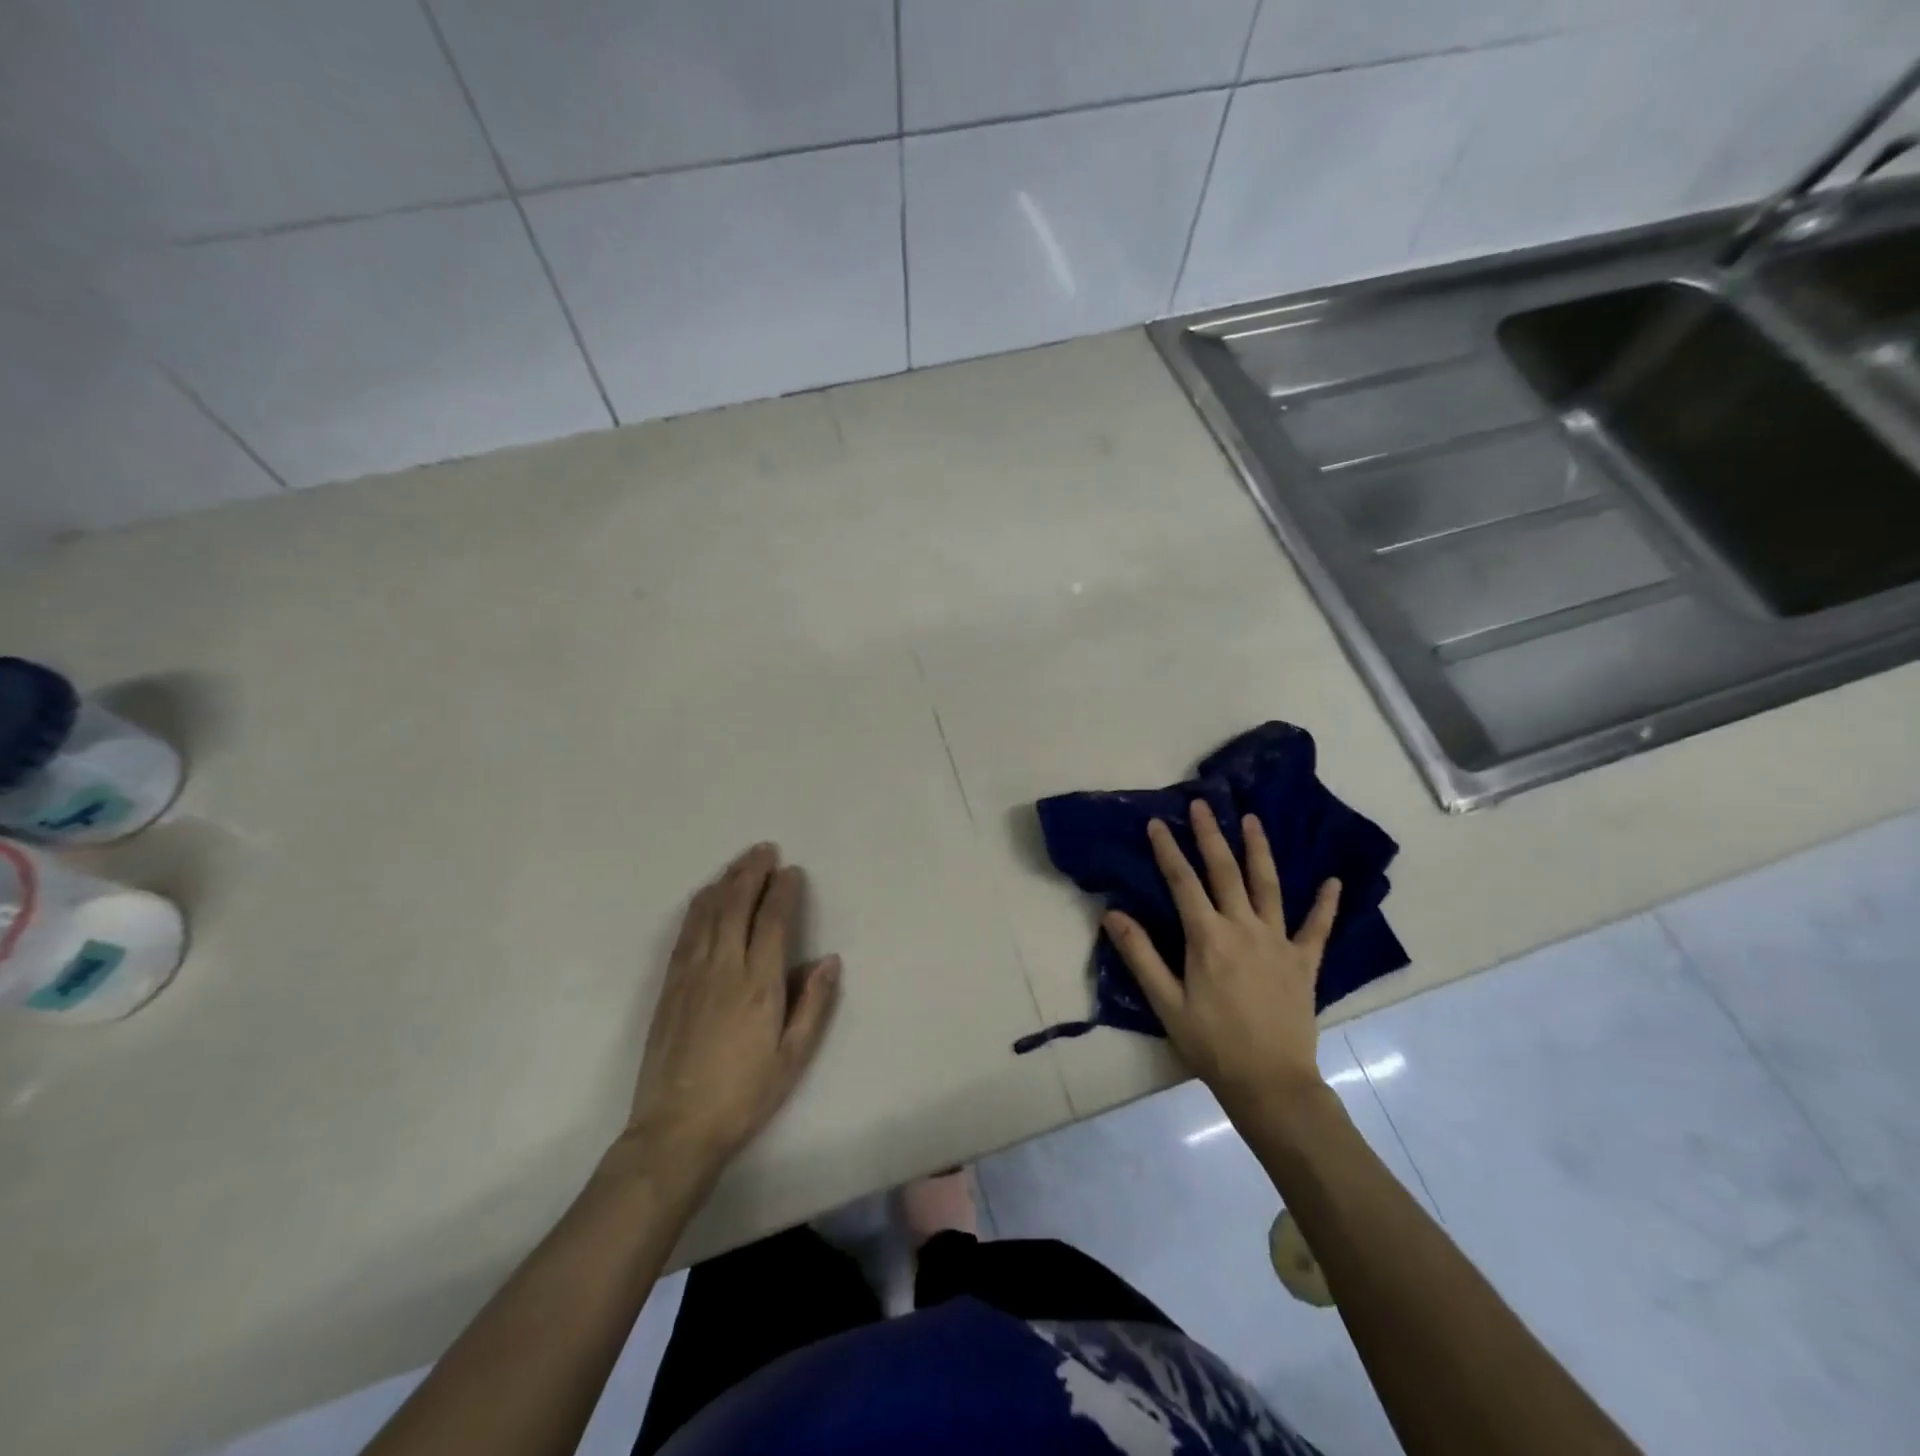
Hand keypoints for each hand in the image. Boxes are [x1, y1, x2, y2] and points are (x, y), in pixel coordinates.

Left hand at [621, 843, 840, 1180]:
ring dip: (726, 881)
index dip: (783, 891)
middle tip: (765, 850)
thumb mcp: (793, 1056)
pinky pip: (686, 932)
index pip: (772, 921)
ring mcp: (691, 974)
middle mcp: (723, 968)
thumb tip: (829, 959)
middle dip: (752, 873)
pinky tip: (705, 896)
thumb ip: (813, 1004)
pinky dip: (699, 906)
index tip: (792, 871)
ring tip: (740, 862)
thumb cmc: (744, 1094)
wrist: (676, 1128)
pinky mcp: (669, 985)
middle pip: (737, 905)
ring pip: (708, 912)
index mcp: (759, 984)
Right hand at [1103, 801, 1339, 1119]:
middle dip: (1211, 835)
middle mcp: (1243, 928)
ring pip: (1268, 886)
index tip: (1157, 823)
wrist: (1270, 1083)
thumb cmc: (1211, 1044)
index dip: (1168, 850)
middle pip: (1225, 872)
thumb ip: (1140, 955)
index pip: (1183, 882)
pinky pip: (1317, 928)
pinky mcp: (1304, 962)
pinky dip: (1326, 904)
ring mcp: (1278, 942)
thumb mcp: (1166, 1002)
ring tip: (1253, 820)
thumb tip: (1112, 913)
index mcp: (1207, 938)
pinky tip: (1334, 881)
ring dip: (1259, 850)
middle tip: (1203, 804)